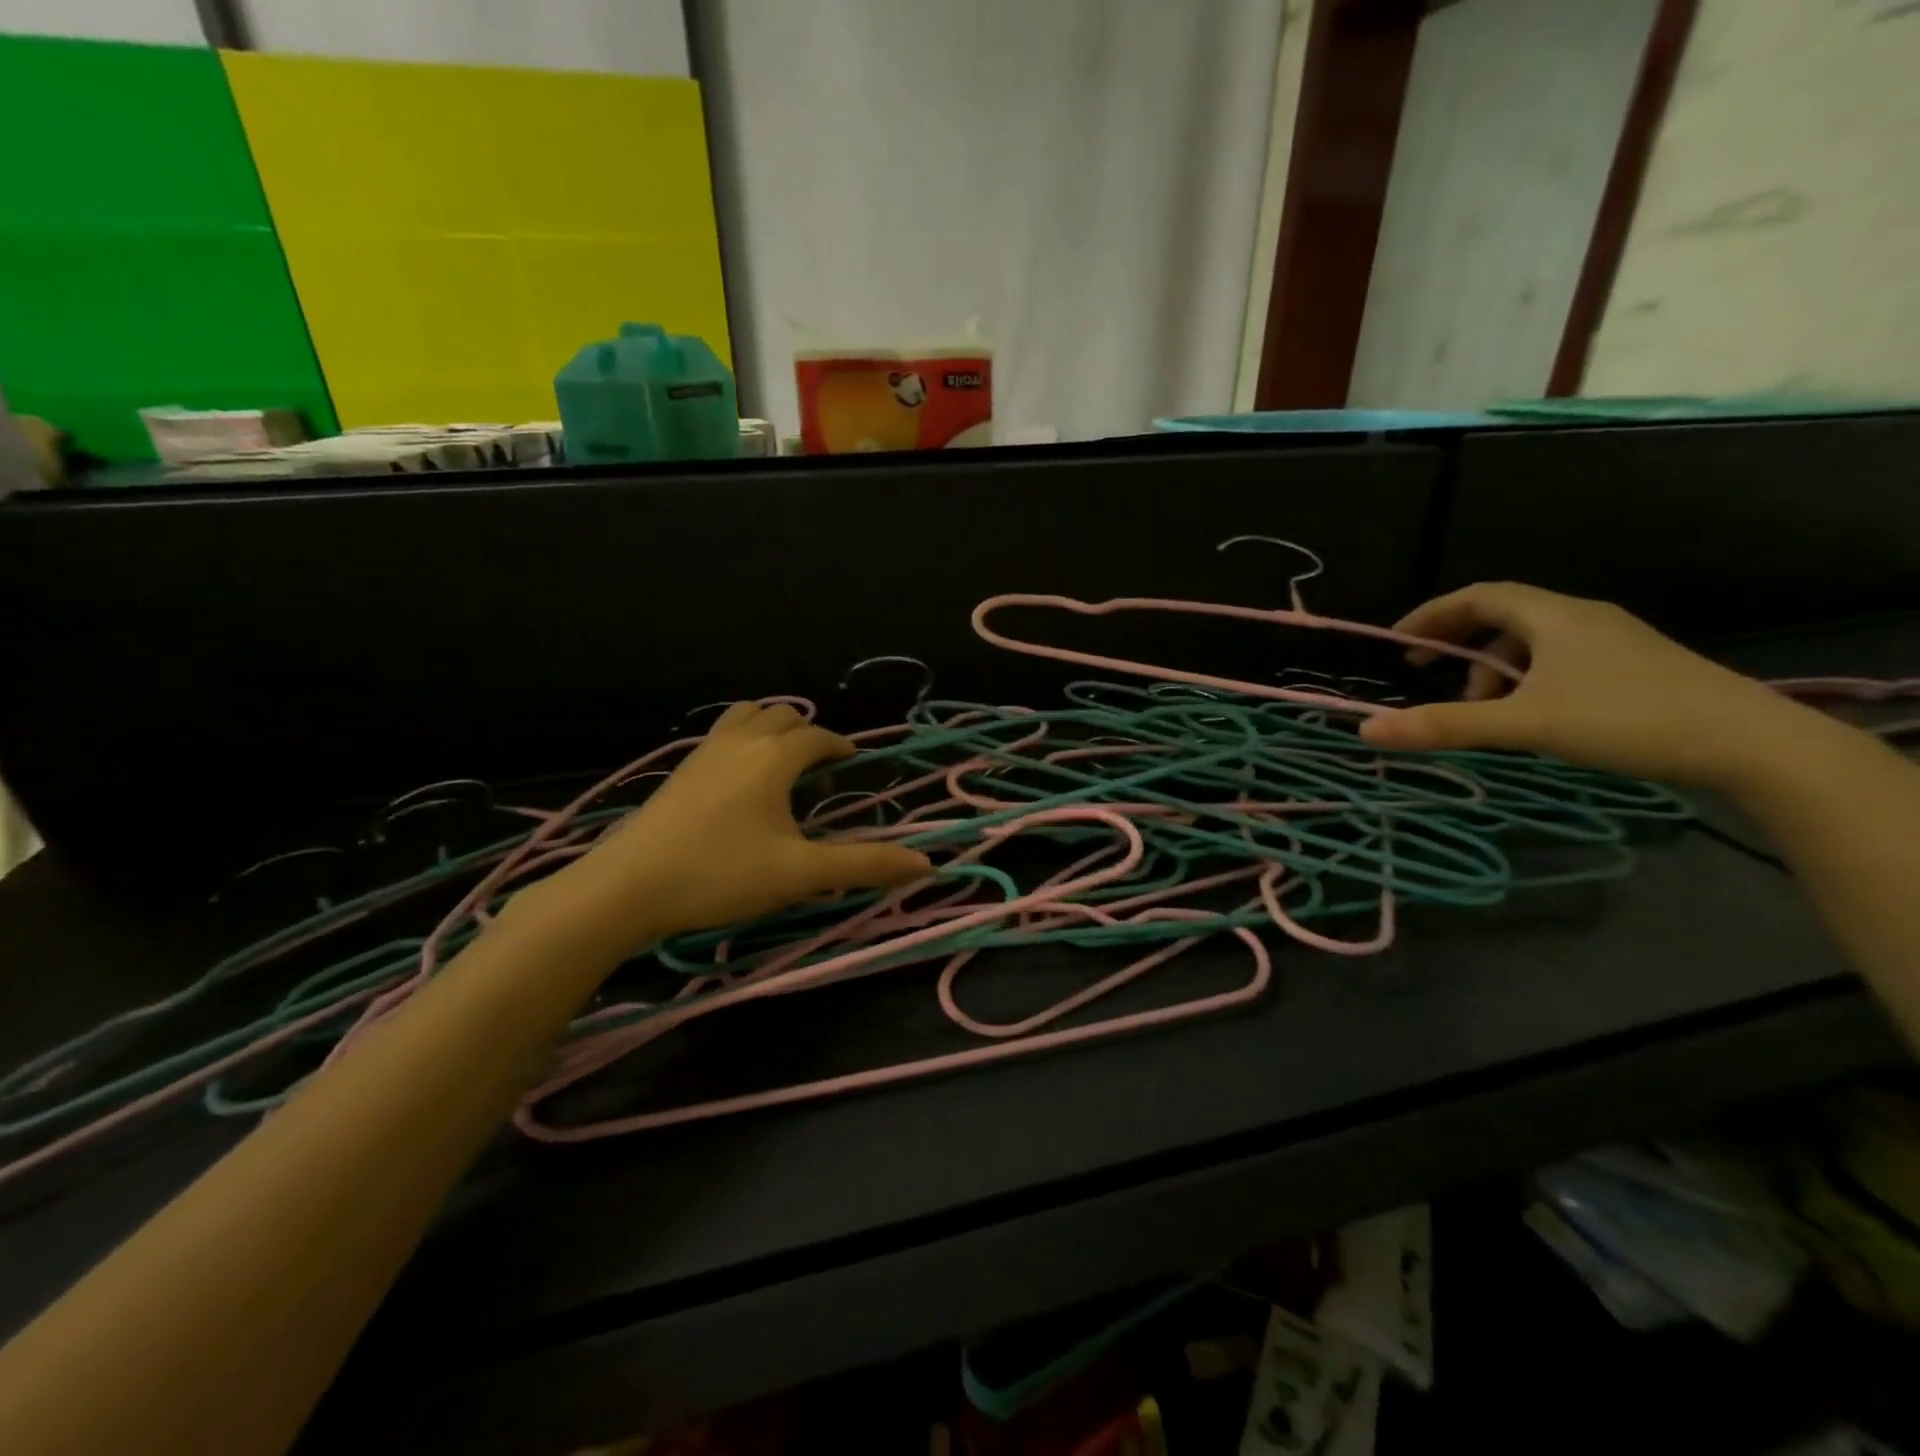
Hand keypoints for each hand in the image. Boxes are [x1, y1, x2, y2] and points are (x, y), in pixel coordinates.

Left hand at [522, 702, 931, 952]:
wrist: (626, 887)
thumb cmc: (720, 875)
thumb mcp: (800, 874)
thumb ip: (865, 865)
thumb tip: (926, 864)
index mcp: (774, 758)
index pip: (818, 737)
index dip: (841, 747)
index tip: (853, 764)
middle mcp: (740, 742)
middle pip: (782, 715)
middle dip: (807, 733)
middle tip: (819, 770)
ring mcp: (703, 753)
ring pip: (745, 717)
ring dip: (771, 729)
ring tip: (780, 766)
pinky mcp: (678, 771)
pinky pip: (720, 735)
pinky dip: (741, 741)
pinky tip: (738, 783)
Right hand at [1358, 582, 1812, 787]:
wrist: (1751, 743)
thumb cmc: (1626, 718)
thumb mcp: (1524, 724)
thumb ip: (1445, 725)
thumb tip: (1366, 729)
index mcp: (1554, 616)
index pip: (1477, 596)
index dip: (1431, 615)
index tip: (1399, 643)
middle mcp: (1582, 618)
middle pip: (1503, 616)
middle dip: (1460, 644)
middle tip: (1429, 673)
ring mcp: (1614, 642)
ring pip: (1533, 643)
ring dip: (1494, 670)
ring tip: (1483, 711)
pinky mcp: (1635, 668)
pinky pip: (1560, 661)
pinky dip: (1527, 682)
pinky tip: (1530, 717)